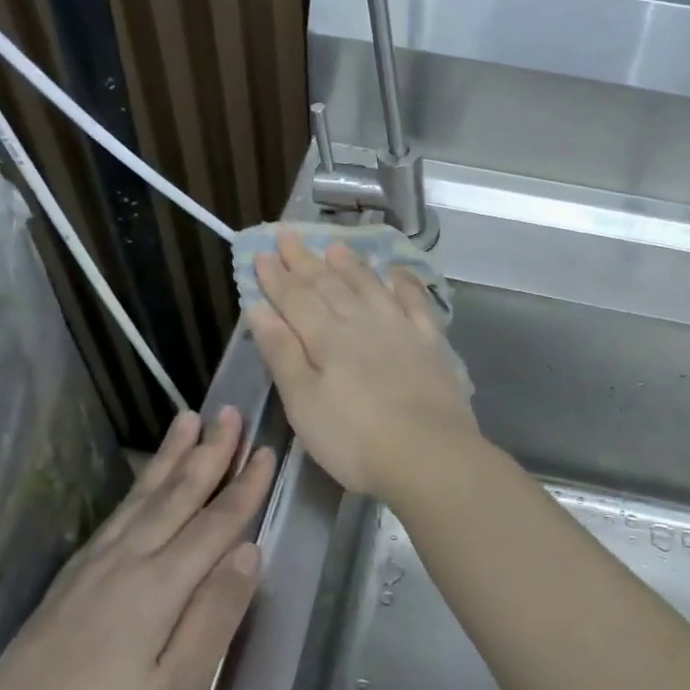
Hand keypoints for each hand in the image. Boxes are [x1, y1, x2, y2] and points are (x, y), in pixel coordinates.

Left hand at [0, 408, 271, 689]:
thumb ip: (217, 615)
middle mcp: (126, 563)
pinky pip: (114, 518)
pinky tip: (140, 487)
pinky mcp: (66, 587)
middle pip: (177, 496)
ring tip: (187, 421)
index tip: (267, 449)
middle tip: (230, 411)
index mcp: (159, 587)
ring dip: (170, 458)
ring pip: (142, 499)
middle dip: (209, 452)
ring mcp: (91, 572)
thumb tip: (250, 550)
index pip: (215, 523)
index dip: (245, 486)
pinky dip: (136, 490)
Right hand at [248, 228, 483, 500]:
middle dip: (306, 261)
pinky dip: (404, 284)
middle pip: (329, 285)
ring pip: (369, 286)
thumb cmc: (353, 438)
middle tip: (289, 235)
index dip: (276, 277)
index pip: (295, 299)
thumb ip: (282, 353)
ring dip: (350, 265)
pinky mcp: (430, 343)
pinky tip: (397, 272)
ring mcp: (400, 329)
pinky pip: (416, 302)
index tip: (261, 253)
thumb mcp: (303, 403)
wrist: (428, 453)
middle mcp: (361, 322)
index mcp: (326, 338)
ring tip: (335, 246)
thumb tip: (259, 309)